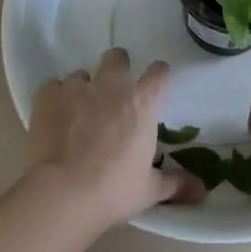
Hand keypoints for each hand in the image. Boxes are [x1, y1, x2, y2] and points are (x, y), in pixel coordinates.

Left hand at [26, 48, 200, 229]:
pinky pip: (52, 86)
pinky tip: (54, 116)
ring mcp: (77, 88)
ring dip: (83, 88)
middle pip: (117, 58)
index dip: (157, 76)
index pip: (158, 73)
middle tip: (113, 91)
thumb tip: (202, 191)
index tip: (155, 86)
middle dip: (117, 68)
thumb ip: (176, 184)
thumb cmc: (114, 190)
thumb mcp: (149, 190)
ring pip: (82, 74)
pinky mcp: (48, 96)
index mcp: (142, 102)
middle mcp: (112, 85)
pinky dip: (55, 98)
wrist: (63, 193)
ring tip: (78, 112)